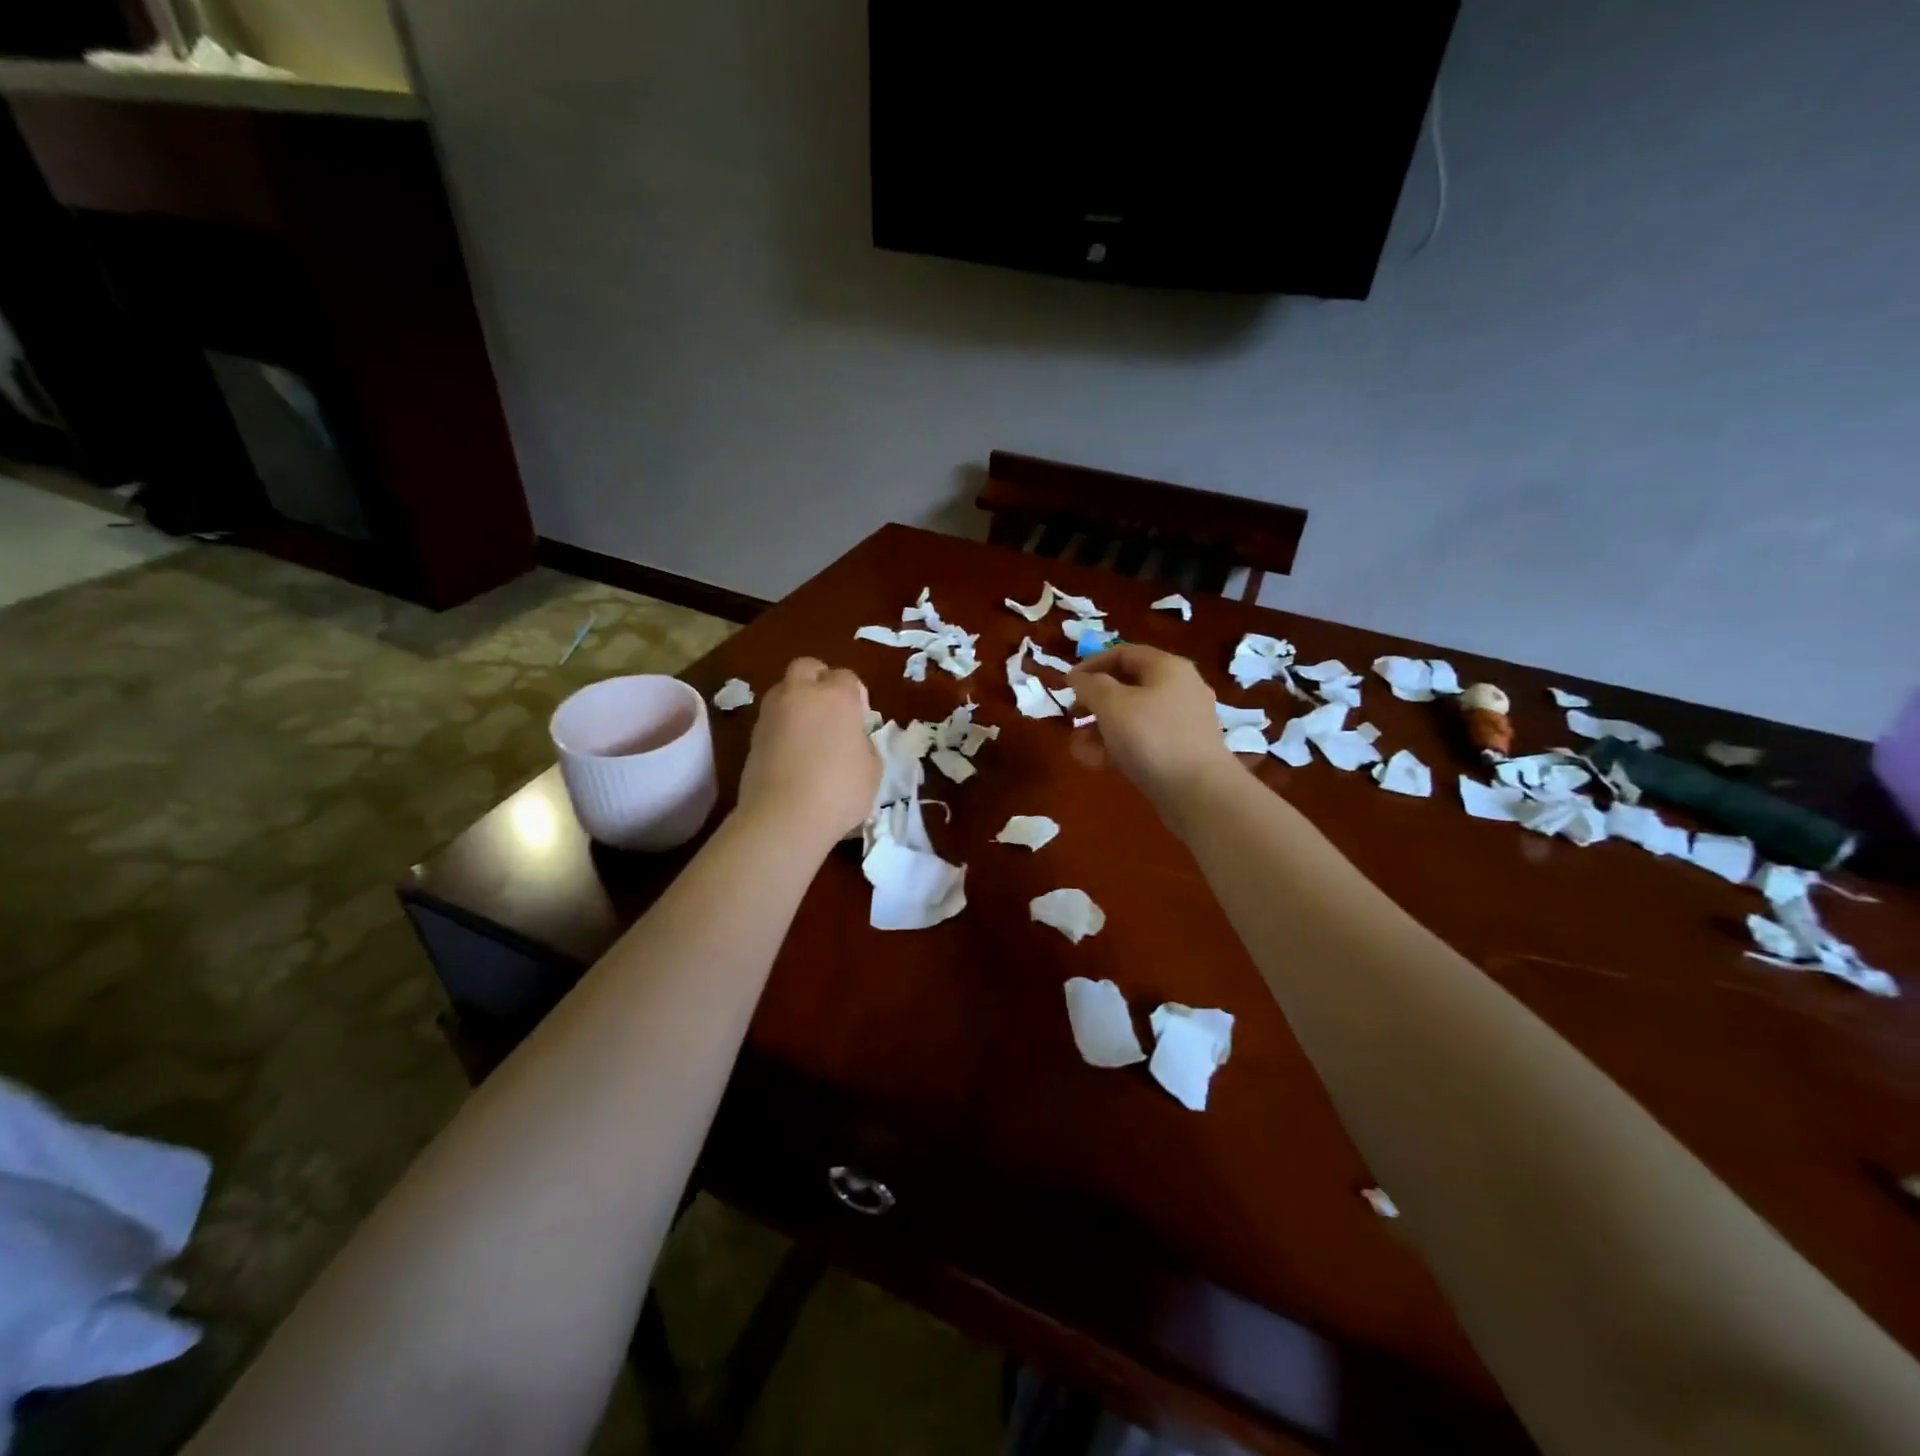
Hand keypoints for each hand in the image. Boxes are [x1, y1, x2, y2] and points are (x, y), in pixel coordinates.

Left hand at [736, 657, 879, 846]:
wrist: (783, 817)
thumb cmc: (840, 791)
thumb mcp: (872, 769)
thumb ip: (864, 744)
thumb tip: (852, 740)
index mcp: (836, 697)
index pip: (846, 677)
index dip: (855, 694)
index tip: (860, 718)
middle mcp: (801, 695)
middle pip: (807, 667)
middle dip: (818, 679)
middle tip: (829, 709)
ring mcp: (772, 713)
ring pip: (783, 690)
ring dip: (796, 701)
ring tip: (808, 732)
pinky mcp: (752, 736)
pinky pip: (771, 719)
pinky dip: (782, 727)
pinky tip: (792, 753)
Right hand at [1068, 645, 1238, 818]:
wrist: (1199, 792)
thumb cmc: (1152, 738)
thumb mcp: (1112, 704)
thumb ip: (1090, 685)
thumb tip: (1079, 678)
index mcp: (1167, 668)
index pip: (1124, 654)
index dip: (1091, 665)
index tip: (1067, 684)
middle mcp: (1179, 689)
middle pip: (1127, 686)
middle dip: (1094, 702)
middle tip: (1072, 715)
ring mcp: (1182, 722)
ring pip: (1132, 717)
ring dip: (1100, 728)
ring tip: (1078, 747)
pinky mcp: (1180, 751)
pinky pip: (1143, 740)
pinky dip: (1119, 746)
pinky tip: (1097, 762)